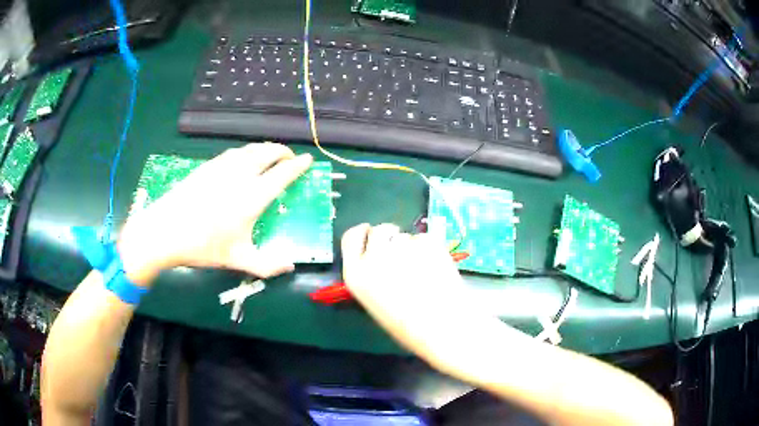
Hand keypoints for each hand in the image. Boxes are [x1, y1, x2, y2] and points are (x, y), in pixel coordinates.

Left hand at [118, 143, 312, 284]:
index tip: (308, 160)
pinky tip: (243, 160)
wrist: (165, 231)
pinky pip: (234, 152)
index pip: (283, 173)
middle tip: (290, 157)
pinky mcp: (207, 166)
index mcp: (253, 197)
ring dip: (265, 148)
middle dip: (283, 151)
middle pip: (268, 152)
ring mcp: (222, 167)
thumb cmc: (203, 246)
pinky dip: (247, 152)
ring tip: (270, 155)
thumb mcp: (237, 260)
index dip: (298, 165)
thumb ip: (267, 266)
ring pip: (250, 149)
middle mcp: (241, 175)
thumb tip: (290, 266)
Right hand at [340, 224, 469, 340]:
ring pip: (404, 235)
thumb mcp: (374, 303)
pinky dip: (430, 249)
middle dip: (389, 237)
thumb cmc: (407, 326)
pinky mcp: (428, 242)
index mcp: (356, 273)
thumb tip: (379, 259)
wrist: (443, 328)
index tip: (369, 234)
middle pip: (378, 230)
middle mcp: (375, 255)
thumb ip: (371, 276)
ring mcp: (402, 246)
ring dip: (411, 246)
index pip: (351, 237)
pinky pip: (425, 238)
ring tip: (423, 270)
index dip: (363, 233)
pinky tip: (436, 268)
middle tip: (401, 253)